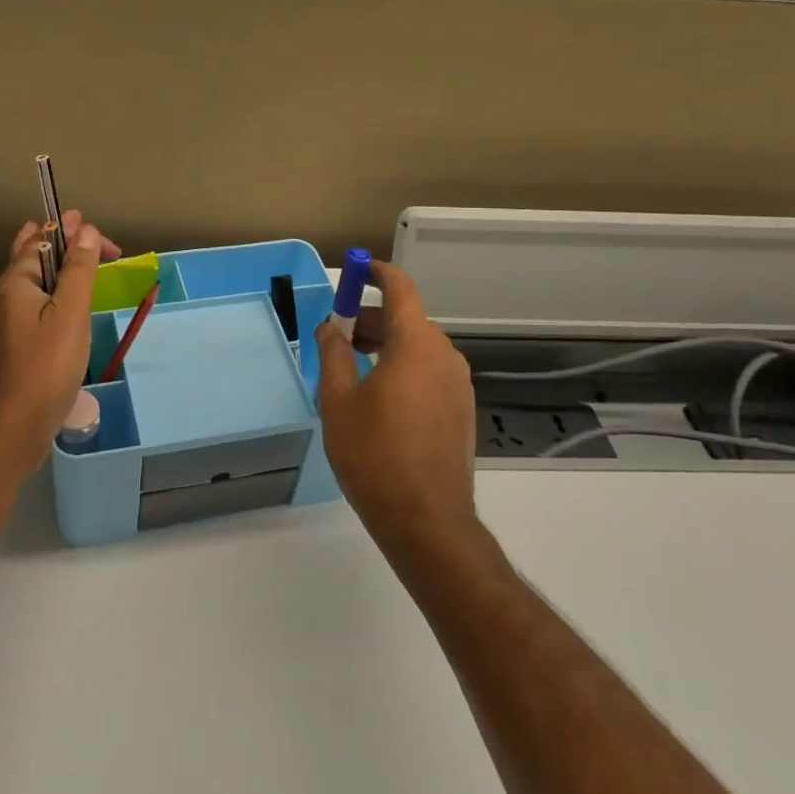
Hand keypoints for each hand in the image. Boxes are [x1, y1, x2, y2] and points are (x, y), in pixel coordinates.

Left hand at [0, 211, 120, 475]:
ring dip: (53, 268)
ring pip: (29, 284)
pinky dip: (50, 294)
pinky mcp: (12, 349)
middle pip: (29, 258)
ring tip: (73, 262)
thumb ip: (79, 270)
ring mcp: (4, 326)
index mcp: (15, 283)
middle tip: (83, 233)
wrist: (10, 431)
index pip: (43, 240)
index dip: (72, 232)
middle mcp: (4, 299)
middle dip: (57, 242)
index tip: (102, 237)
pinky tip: (60, 309)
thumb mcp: (70, 313)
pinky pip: (32, 307)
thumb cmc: (44, 367)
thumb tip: (86, 230)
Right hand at [315, 259, 478, 547]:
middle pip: (408, 318)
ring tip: (353, 367)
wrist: (428, 522)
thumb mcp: (338, 401)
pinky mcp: (462, 410)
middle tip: (339, 334)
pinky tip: (380, 396)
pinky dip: (404, 367)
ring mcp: (458, 384)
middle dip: (373, 318)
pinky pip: (430, 371)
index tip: (355, 271)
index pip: (400, 288)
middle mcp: (444, 355)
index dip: (376, 273)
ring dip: (388, 344)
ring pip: (419, 346)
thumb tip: (331, 327)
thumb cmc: (375, 455)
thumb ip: (334, 354)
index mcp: (416, 344)